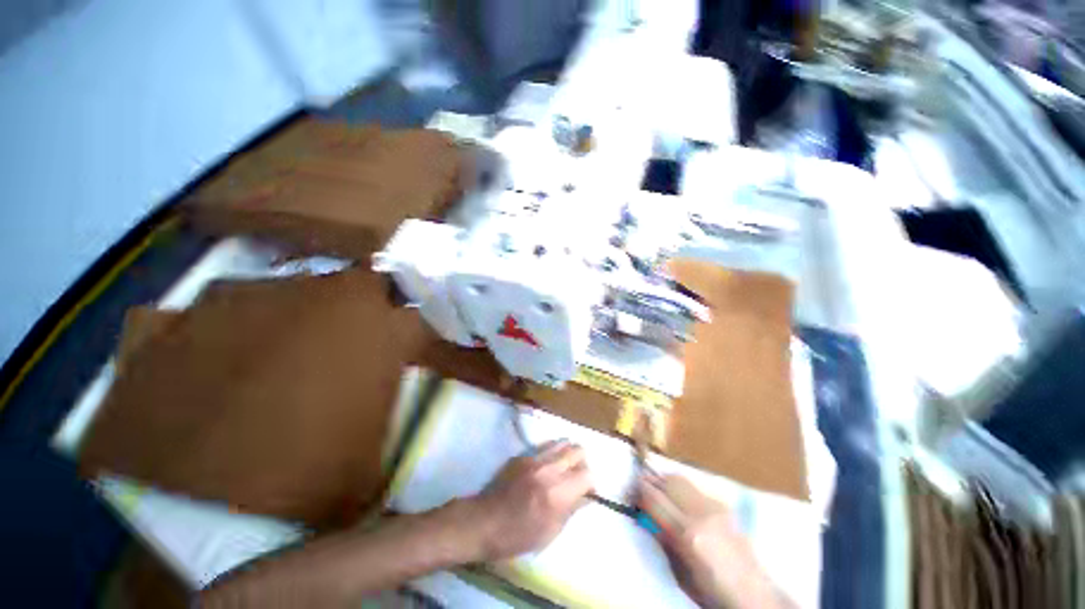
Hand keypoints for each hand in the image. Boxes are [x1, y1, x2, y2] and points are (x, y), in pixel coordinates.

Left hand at [466, 441, 592, 561]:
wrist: (484, 522)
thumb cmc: (517, 536)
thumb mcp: (550, 532)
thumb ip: (572, 509)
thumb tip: (587, 496)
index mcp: (558, 493)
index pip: (587, 474)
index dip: (591, 483)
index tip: (587, 492)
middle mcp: (549, 469)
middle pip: (577, 450)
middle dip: (582, 462)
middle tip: (577, 476)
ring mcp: (534, 458)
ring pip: (562, 442)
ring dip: (568, 453)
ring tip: (564, 467)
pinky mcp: (522, 454)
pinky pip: (545, 446)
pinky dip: (552, 453)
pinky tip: (546, 466)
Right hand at [637, 474, 789, 608]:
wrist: (754, 595)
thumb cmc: (711, 593)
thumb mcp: (680, 574)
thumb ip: (662, 540)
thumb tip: (645, 515)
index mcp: (687, 534)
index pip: (654, 499)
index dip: (639, 490)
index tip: (631, 488)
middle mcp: (700, 514)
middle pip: (668, 481)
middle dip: (652, 480)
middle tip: (641, 486)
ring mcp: (715, 507)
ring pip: (681, 479)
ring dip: (666, 481)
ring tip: (659, 490)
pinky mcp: (724, 506)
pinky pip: (696, 488)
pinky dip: (683, 489)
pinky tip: (681, 501)